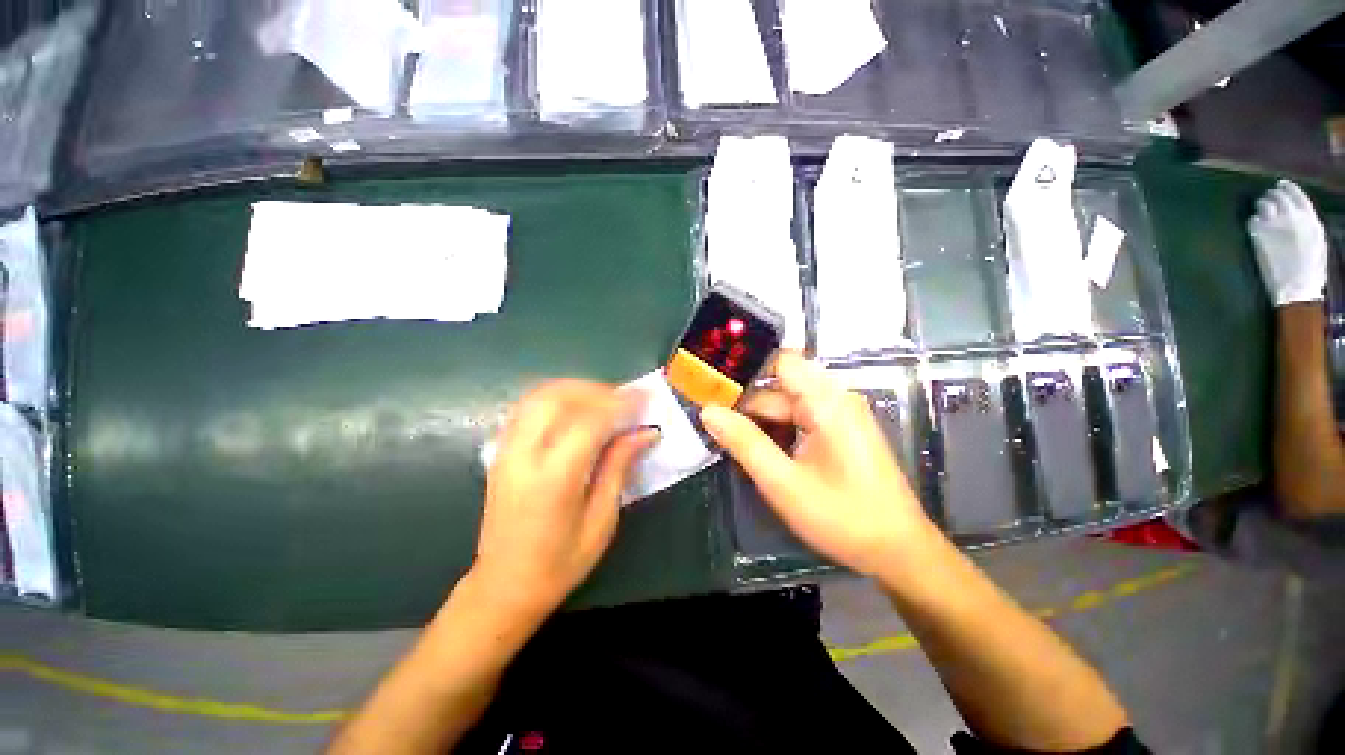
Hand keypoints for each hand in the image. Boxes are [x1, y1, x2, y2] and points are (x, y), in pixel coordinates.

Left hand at [471, 380, 657, 616]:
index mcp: (552, 479)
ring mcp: (506, 450)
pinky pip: (528, 407)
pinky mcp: (500, 451)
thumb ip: (619, 467)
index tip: (645, 398)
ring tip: (604, 401)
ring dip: (576, 389)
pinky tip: (576, 409)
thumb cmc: (560, 564)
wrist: (502, 586)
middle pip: (558, 398)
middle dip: (596, 391)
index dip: (620, 405)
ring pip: (539, 395)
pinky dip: (556, 397)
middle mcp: (523, 456)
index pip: (588, 422)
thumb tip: (646, 432)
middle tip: (625, 400)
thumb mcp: (601, 520)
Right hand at [700, 352, 935, 577]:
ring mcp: (839, 415)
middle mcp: (835, 399)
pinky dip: (778, 433)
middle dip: (747, 407)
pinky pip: (800, 420)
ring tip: (732, 445)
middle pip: (779, 389)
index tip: (714, 387)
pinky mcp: (840, 432)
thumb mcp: (783, 482)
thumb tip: (708, 411)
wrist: (899, 552)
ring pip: (786, 407)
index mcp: (826, 402)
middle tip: (713, 428)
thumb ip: (744, 442)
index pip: (780, 361)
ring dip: (760, 424)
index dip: (746, 369)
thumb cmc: (843, 517)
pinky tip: (763, 455)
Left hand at [1249, 179, 1328, 306]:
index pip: (1297, 195)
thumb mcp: (1317, 241)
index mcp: (1310, 219)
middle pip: (1278, 196)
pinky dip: (1253, 221)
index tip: (1280, 184)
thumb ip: (1307, 225)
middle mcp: (1293, 218)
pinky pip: (1252, 221)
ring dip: (1260, 205)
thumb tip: (1298, 214)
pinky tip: (1254, 226)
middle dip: (1271, 195)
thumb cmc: (1311, 269)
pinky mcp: (1260, 235)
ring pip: (1264, 204)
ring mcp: (1275, 225)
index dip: (1287, 187)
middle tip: (1267, 198)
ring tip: (1259, 209)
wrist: (1297, 287)